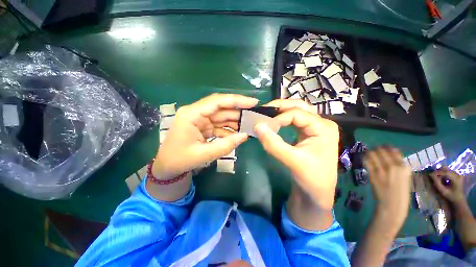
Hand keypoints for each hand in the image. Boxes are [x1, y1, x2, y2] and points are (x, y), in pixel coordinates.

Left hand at [153, 94, 257, 178]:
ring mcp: (200, 120)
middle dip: (239, 112)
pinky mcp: (204, 126)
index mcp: (192, 114)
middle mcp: (196, 113)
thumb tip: (245, 136)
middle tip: (255, 116)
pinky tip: (239, 134)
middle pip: (222, 108)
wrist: (167, 167)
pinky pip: (220, 125)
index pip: (217, 101)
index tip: (253, 102)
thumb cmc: (180, 160)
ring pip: (222, 117)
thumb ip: (226, 145)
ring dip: (236, 122)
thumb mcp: (204, 154)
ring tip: (250, 126)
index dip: (237, 100)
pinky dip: (230, 130)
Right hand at [254, 99, 338, 210]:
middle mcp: (321, 123)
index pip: (297, 113)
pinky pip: (294, 120)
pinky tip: (274, 122)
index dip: (278, 118)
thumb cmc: (311, 178)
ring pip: (296, 111)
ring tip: (266, 114)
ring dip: (281, 111)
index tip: (264, 127)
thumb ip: (274, 144)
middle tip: (263, 111)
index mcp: (323, 127)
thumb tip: (257, 126)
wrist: (317, 193)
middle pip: (299, 106)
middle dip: (279, 107)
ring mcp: (314, 127)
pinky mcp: (307, 133)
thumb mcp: (292, 161)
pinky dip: (282, 119)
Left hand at [364, 146, 411, 230]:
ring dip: (369, 152)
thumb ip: (399, 165)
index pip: (393, 150)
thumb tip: (392, 151)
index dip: (385, 147)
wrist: (392, 205)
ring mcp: (383, 170)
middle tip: (373, 150)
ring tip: (368, 154)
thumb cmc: (400, 192)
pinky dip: (365, 158)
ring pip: (372, 154)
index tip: (381, 147)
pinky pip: (367, 161)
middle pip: (381, 150)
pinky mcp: (373, 174)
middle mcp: (394, 167)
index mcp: (404, 167)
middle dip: (376, 149)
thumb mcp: (405, 177)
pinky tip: (365, 159)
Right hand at [430, 167, 465, 205]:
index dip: (437, 172)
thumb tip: (430, 174)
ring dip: (441, 173)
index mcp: (456, 179)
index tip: (430, 174)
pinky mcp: (457, 175)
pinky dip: (444, 174)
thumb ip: (437, 183)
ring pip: (447, 170)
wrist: (459, 199)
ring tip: (438, 179)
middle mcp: (458, 175)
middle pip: (446, 169)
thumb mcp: (443, 191)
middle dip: (439, 172)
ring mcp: (458, 174)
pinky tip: (443, 179)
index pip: (446, 172)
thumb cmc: (451, 196)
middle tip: (434, 177)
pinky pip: (448, 172)